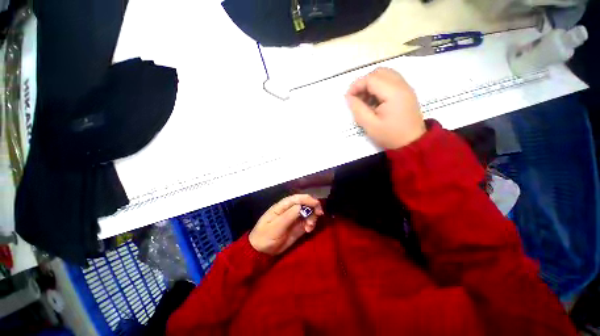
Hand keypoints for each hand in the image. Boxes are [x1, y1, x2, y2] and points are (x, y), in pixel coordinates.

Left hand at [249, 194, 323, 255]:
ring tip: (309, 227)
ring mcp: (294, 218)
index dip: (308, 199)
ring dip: (312, 217)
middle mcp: (290, 209)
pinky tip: (309, 230)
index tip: (317, 204)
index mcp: (282, 206)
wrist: (261, 251)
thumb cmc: (265, 236)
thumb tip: (301, 206)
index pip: (297, 198)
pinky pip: (308, 221)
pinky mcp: (298, 226)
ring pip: (308, 212)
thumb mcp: (276, 227)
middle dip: (313, 207)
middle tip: (319, 215)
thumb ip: (289, 216)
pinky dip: (311, 224)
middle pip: (305, 203)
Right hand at [346, 68, 425, 148]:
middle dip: (364, 82)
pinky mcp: (406, 92)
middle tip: (357, 98)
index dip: (356, 86)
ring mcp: (406, 87)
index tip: (348, 98)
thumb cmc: (390, 135)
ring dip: (371, 83)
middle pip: (379, 72)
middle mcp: (401, 85)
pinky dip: (379, 86)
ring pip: (385, 75)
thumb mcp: (370, 125)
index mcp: (393, 93)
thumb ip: (358, 109)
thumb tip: (348, 97)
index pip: (371, 78)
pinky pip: (391, 81)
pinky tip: (375, 101)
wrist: (412, 143)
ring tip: (365, 100)